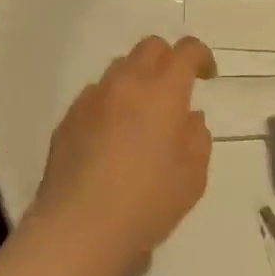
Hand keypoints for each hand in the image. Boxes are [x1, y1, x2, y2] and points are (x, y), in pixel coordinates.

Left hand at [27, 36, 215, 275]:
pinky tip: (112, 138)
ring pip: (119, 69)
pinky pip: (95, 96)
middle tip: (176, 90)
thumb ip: (197, 138)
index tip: (207, 77)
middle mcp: (125, 85)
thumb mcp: (192, 177)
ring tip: (142, 116)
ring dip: (137, 80)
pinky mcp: (67, 119)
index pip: (185, 51)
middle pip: (149, 48)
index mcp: (162, 92)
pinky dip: (111, 103)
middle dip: (168, 59)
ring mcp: (91, 99)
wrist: (79, 227)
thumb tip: (188, 118)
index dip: (200, 56)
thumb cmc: (147, 203)